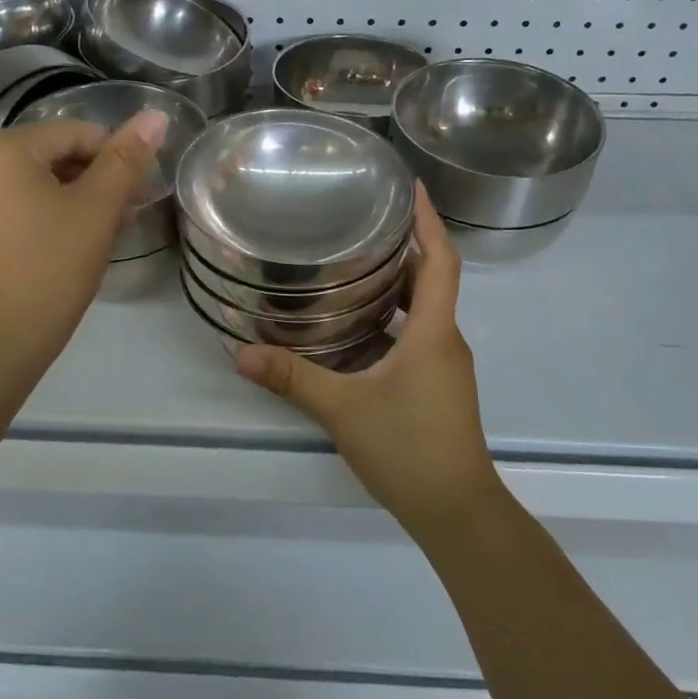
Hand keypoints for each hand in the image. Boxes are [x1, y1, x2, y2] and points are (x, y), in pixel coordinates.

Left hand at [0, 111, 167, 377]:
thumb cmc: (52, 266)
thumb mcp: (97, 209)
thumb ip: (126, 159)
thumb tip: (157, 115)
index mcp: (2, 148)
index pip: (74, 133)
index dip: (115, 157)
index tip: (141, 191)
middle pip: (52, 155)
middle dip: (96, 179)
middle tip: (129, 213)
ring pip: (35, 182)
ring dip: (75, 198)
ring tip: (107, 230)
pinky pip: (14, 204)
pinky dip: (46, 213)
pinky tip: (73, 240)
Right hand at [230, 186, 503, 544]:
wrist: (457, 512)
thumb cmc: (409, 449)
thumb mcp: (343, 409)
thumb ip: (292, 378)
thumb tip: (240, 351)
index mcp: (433, 332)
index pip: (441, 260)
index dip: (429, 220)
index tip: (414, 186)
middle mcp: (444, 340)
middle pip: (431, 279)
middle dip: (404, 245)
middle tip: (363, 220)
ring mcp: (443, 366)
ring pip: (423, 309)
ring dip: (396, 283)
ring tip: (353, 263)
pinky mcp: (436, 386)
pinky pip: (417, 334)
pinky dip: (392, 317)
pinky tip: (356, 324)